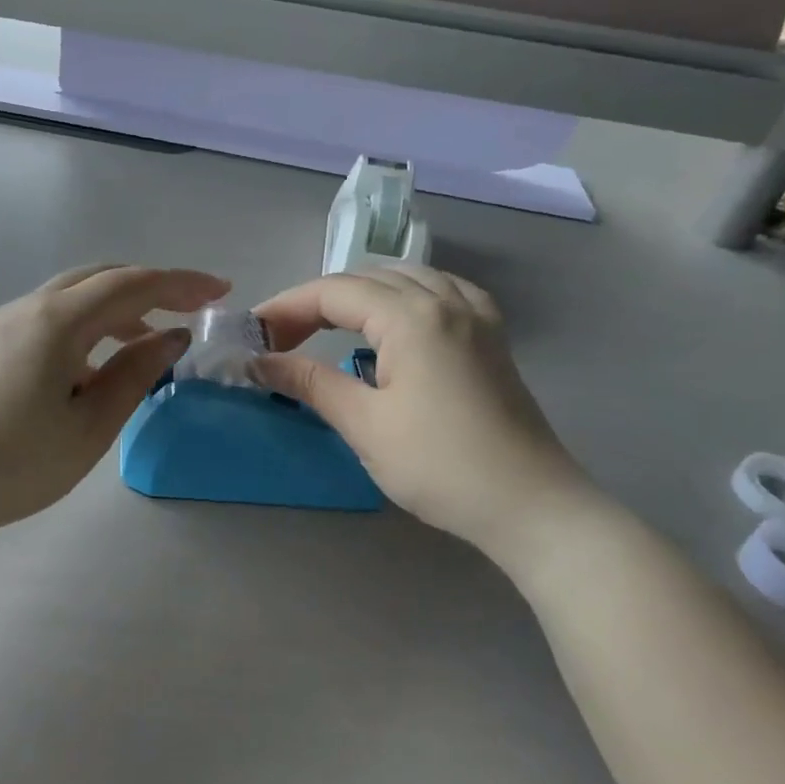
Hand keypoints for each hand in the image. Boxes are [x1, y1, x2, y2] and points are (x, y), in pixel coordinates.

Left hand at [0, 264, 229, 539]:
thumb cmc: (13, 464)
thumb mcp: (89, 426)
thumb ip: (135, 374)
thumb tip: (171, 335)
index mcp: (57, 320)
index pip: (132, 284)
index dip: (182, 283)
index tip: (222, 290)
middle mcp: (28, 308)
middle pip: (100, 278)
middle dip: (151, 287)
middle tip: (191, 308)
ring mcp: (1, 325)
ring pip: (72, 297)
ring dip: (117, 308)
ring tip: (147, 342)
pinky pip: (49, 318)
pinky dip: (85, 326)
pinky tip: (92, 366)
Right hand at [253, 268, 594, 567]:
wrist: (530, 505)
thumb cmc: (440, 465)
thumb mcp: (365, 424)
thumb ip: (309, 382)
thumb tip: (258, 362)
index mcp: (412, 316)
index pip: (334, 292)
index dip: (286, 307)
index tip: (253, 334)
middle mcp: (445, 300)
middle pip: (367, 279)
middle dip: (318, 301)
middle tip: (283, 339)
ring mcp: (475, 315)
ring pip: (406, 278)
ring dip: (361, 294)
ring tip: (331, 326)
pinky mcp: (491, 337)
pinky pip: (443, 291)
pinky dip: (407, 295)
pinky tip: (399, 318)